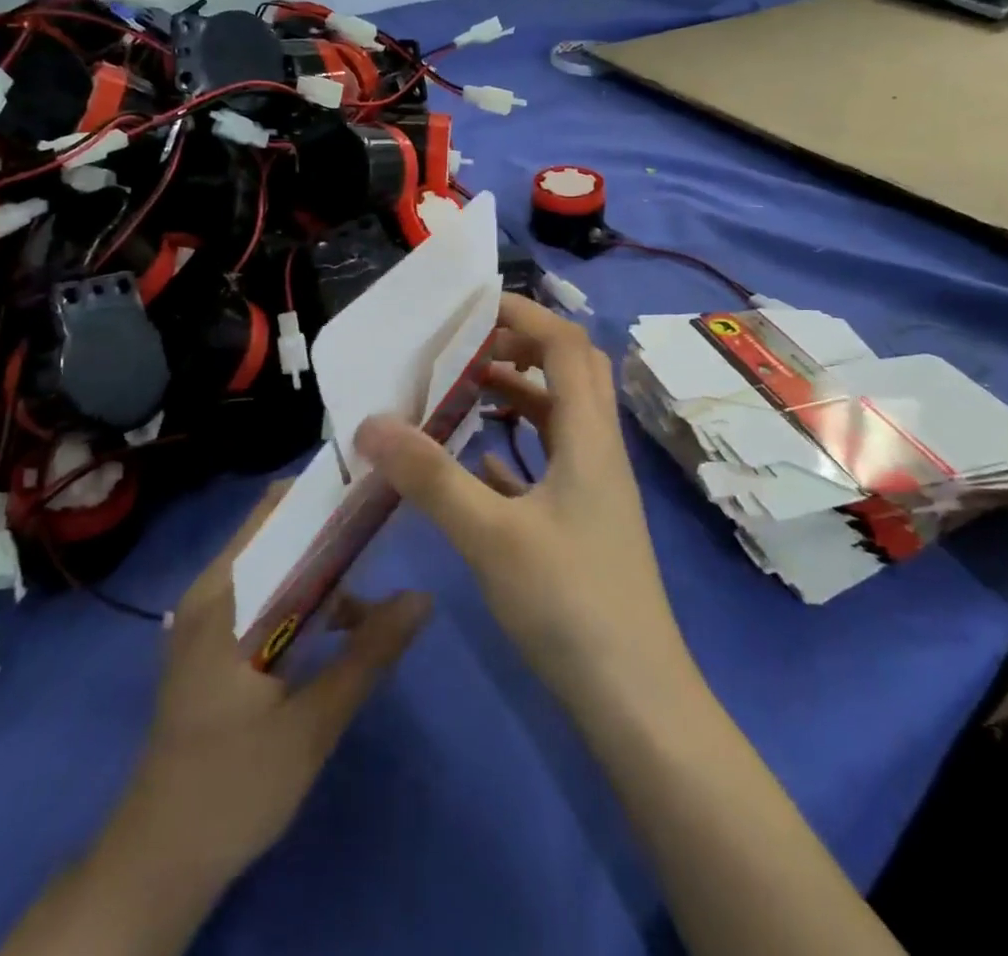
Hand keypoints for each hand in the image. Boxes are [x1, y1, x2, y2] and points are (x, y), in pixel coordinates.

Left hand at [122, 482, 431, 890]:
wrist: (159, 861)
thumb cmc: (234, 786)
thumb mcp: (313, 722)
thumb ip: (369, 654)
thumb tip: (423, 597)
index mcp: (226, 596)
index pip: (276, 511)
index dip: (326, 492)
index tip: (375, 487)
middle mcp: (211, 591)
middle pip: (276, 532)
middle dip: (331, 527)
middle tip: (386, 527)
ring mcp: (207, 617)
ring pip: (273, 565)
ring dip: (321, 567)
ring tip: (374, 581)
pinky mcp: (212, 643)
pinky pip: (264, 594)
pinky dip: (302, 596)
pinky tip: (340, 627)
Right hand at [354, 294, 692, 712]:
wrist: (636, 701)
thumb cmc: (570, 604)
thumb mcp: (491, 536)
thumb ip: (431, 476)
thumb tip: (371, 423)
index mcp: (588, 436)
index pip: (565, 345)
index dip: (524, 313)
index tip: (470, 307)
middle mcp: (598, 449)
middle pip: (569, 371)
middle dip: (519, 346)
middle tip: (462, 347)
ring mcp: (594, 487)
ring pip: (557, 416)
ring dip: (515, 393)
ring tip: (459, 392)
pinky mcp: (584, 520)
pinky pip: (549, 459)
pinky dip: (515, 443)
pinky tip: (475, 460)